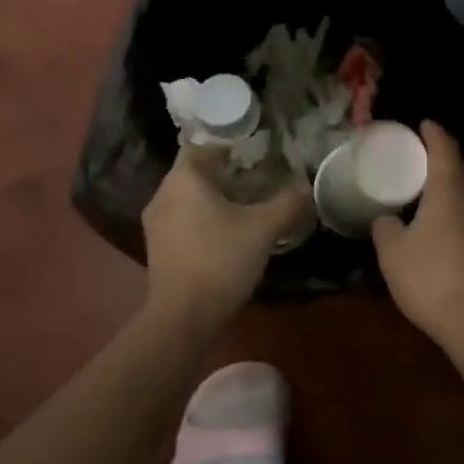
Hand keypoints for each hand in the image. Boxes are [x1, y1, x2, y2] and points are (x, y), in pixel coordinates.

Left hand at [143, 145, 310, 328]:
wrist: (183, 316)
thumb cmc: (221, 260)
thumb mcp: (263, 229)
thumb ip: (287, 204)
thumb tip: (307, 188)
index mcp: (185, 180)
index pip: (201, 147)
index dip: (227, 147)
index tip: (253, 155)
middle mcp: (163, 195)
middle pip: (193, 173)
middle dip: (222, 174)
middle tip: (255, 180)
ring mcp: (155, 223)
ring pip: (186, 198)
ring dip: (211, 199)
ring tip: (244, 207)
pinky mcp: (157, 248)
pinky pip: (181, 220)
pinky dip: (201, 219)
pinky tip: (225, 235)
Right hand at [371, 121, 463, 346]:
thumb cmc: (432, 277)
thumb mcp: (392, 253)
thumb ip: (386, 227)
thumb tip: (387, 218)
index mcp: (451, 189)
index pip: (445, 148)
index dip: (434, 133)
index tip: (424, 124)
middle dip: (448, 160)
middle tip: (424, 162)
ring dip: (459, 186)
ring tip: (436, 193)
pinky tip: (450, 227)